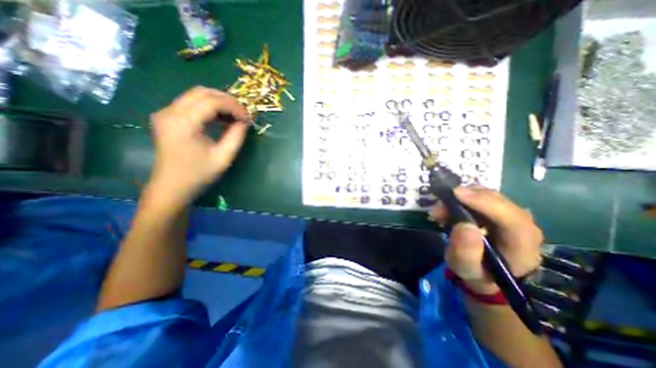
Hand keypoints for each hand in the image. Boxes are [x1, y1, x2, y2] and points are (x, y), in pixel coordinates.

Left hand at [146, 84, 250, 208]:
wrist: (171, 187)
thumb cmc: (198, 175)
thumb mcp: (223, 157)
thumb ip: (236, 136)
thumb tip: (244, 121)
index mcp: (183, 123)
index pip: (212, 102)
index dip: (234, 107)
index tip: (248, 119)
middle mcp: (170, 112)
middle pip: (202, 92)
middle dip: (227, 100)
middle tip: (243, 114)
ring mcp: (166, 113)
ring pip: (196, 95)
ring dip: (219, 102)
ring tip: (234, 116)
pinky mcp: (167, 118)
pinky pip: (191, 103)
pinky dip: (209, 107)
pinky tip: (220, 118)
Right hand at [432, 188, 542, 292]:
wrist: (487, 273)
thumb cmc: (477, 274)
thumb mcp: (466, 269)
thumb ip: (465, 252)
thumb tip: (464, 225)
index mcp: (522, 243)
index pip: (510, 217)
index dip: (483, 202)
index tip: (455, 194)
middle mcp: (523, 223)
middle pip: (495, 200)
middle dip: (463, 199)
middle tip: (437, 210)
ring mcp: (511, 213)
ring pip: (485, 194)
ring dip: (459, 198)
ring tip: (440, 213)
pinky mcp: (499, 208)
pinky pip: (480, 196)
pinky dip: (461, 199)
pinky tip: (448, 210)